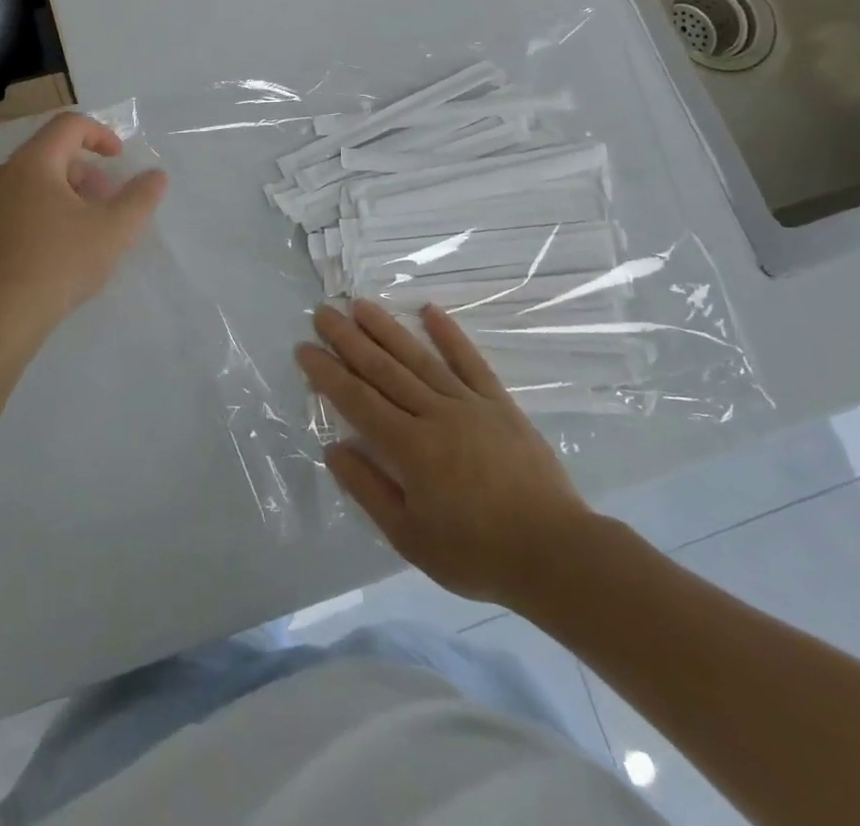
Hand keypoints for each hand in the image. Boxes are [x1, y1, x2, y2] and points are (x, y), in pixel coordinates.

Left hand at [0, 113, 168, 349]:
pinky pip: (21, 204)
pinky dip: (49, 210)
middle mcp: (4, 174)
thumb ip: (140, 198)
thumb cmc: (58, 263)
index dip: (101, 135)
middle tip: (110, 201)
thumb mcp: (113, 230)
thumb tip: (157, 176)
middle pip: (52, 153)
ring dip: (70, 193)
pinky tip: (64, 247)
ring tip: (91, 228)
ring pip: (36, 181)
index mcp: (32, 162)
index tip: (120, 160)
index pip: (69, 125)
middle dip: (88, 171)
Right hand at [297, 301, 595, 609]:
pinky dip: (449, 334)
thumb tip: (334, 449)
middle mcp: (435, 414)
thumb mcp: (410, 538)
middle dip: (349, 339)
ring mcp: (469, 403)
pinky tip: (429, 311)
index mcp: (410, 448)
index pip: (358, 400)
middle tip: (324, 312)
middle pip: (383, 369)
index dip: (328, 373)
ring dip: (387, 329)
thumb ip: (369, 490)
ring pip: (419, 358)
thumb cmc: (477, 553)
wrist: (555, 552)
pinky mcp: (499, 402)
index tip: (304, 348)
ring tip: (361, 305)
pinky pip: (470, 361)